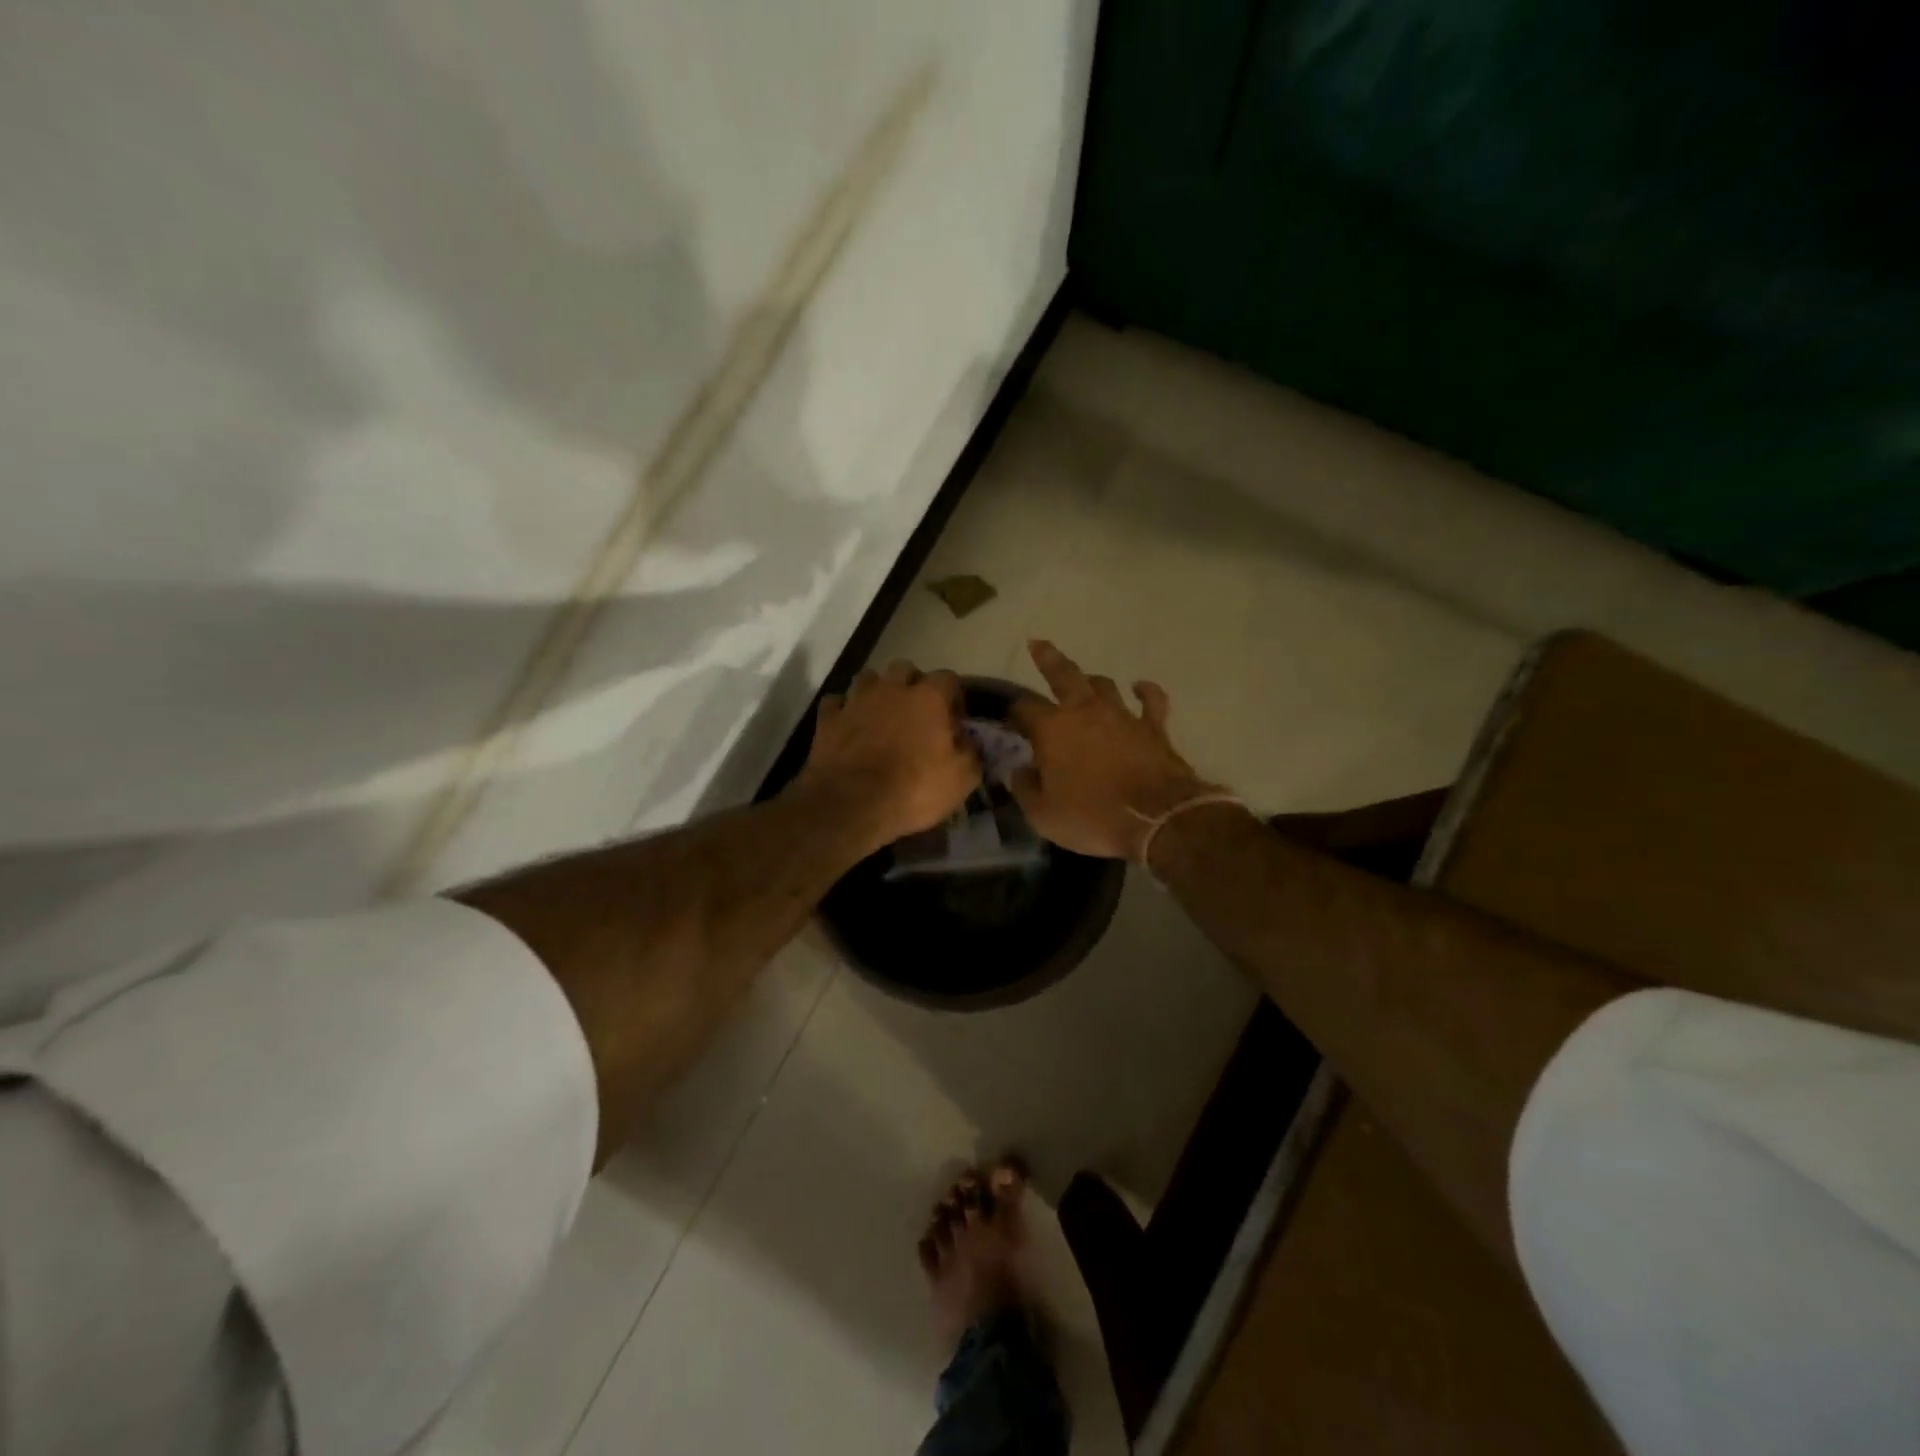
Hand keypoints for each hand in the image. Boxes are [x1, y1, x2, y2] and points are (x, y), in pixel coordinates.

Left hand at [798, 659, 980, 847]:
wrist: (851, 805)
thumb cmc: (914, 789)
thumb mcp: (962, 779)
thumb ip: (972, 752)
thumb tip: (969, 740)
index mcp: (928, 697)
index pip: (949, 678)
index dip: (954, 697)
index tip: (954, 720)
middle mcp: (891, 689)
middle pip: (905, 669)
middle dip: (913, 685)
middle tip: (917, 713)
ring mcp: (856, 701)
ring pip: (868, 678)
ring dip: (877, 692)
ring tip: (882, 716)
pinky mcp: (828, 719)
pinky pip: (837, 703)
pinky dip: (844, 711)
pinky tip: (849, 726)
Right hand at [1009, 640, 1217, 860]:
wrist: (1157, 819)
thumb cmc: (1092, 817)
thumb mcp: (1043, 814)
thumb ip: (1025, 788)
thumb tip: (1018, 771)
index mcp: (1052, 729)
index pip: (1023, 709)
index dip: (1013, 712)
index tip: (1008, 719)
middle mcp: (1085, 711)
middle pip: (1063, 674)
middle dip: (1048, 658)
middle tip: (1038, 644)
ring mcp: (1122, 714)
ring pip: (1103, 684)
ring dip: (1090, 681)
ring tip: (1084, 680)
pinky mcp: (1153, 726)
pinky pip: (1150, 699)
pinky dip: (1143, 690)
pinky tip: (1139, 686)